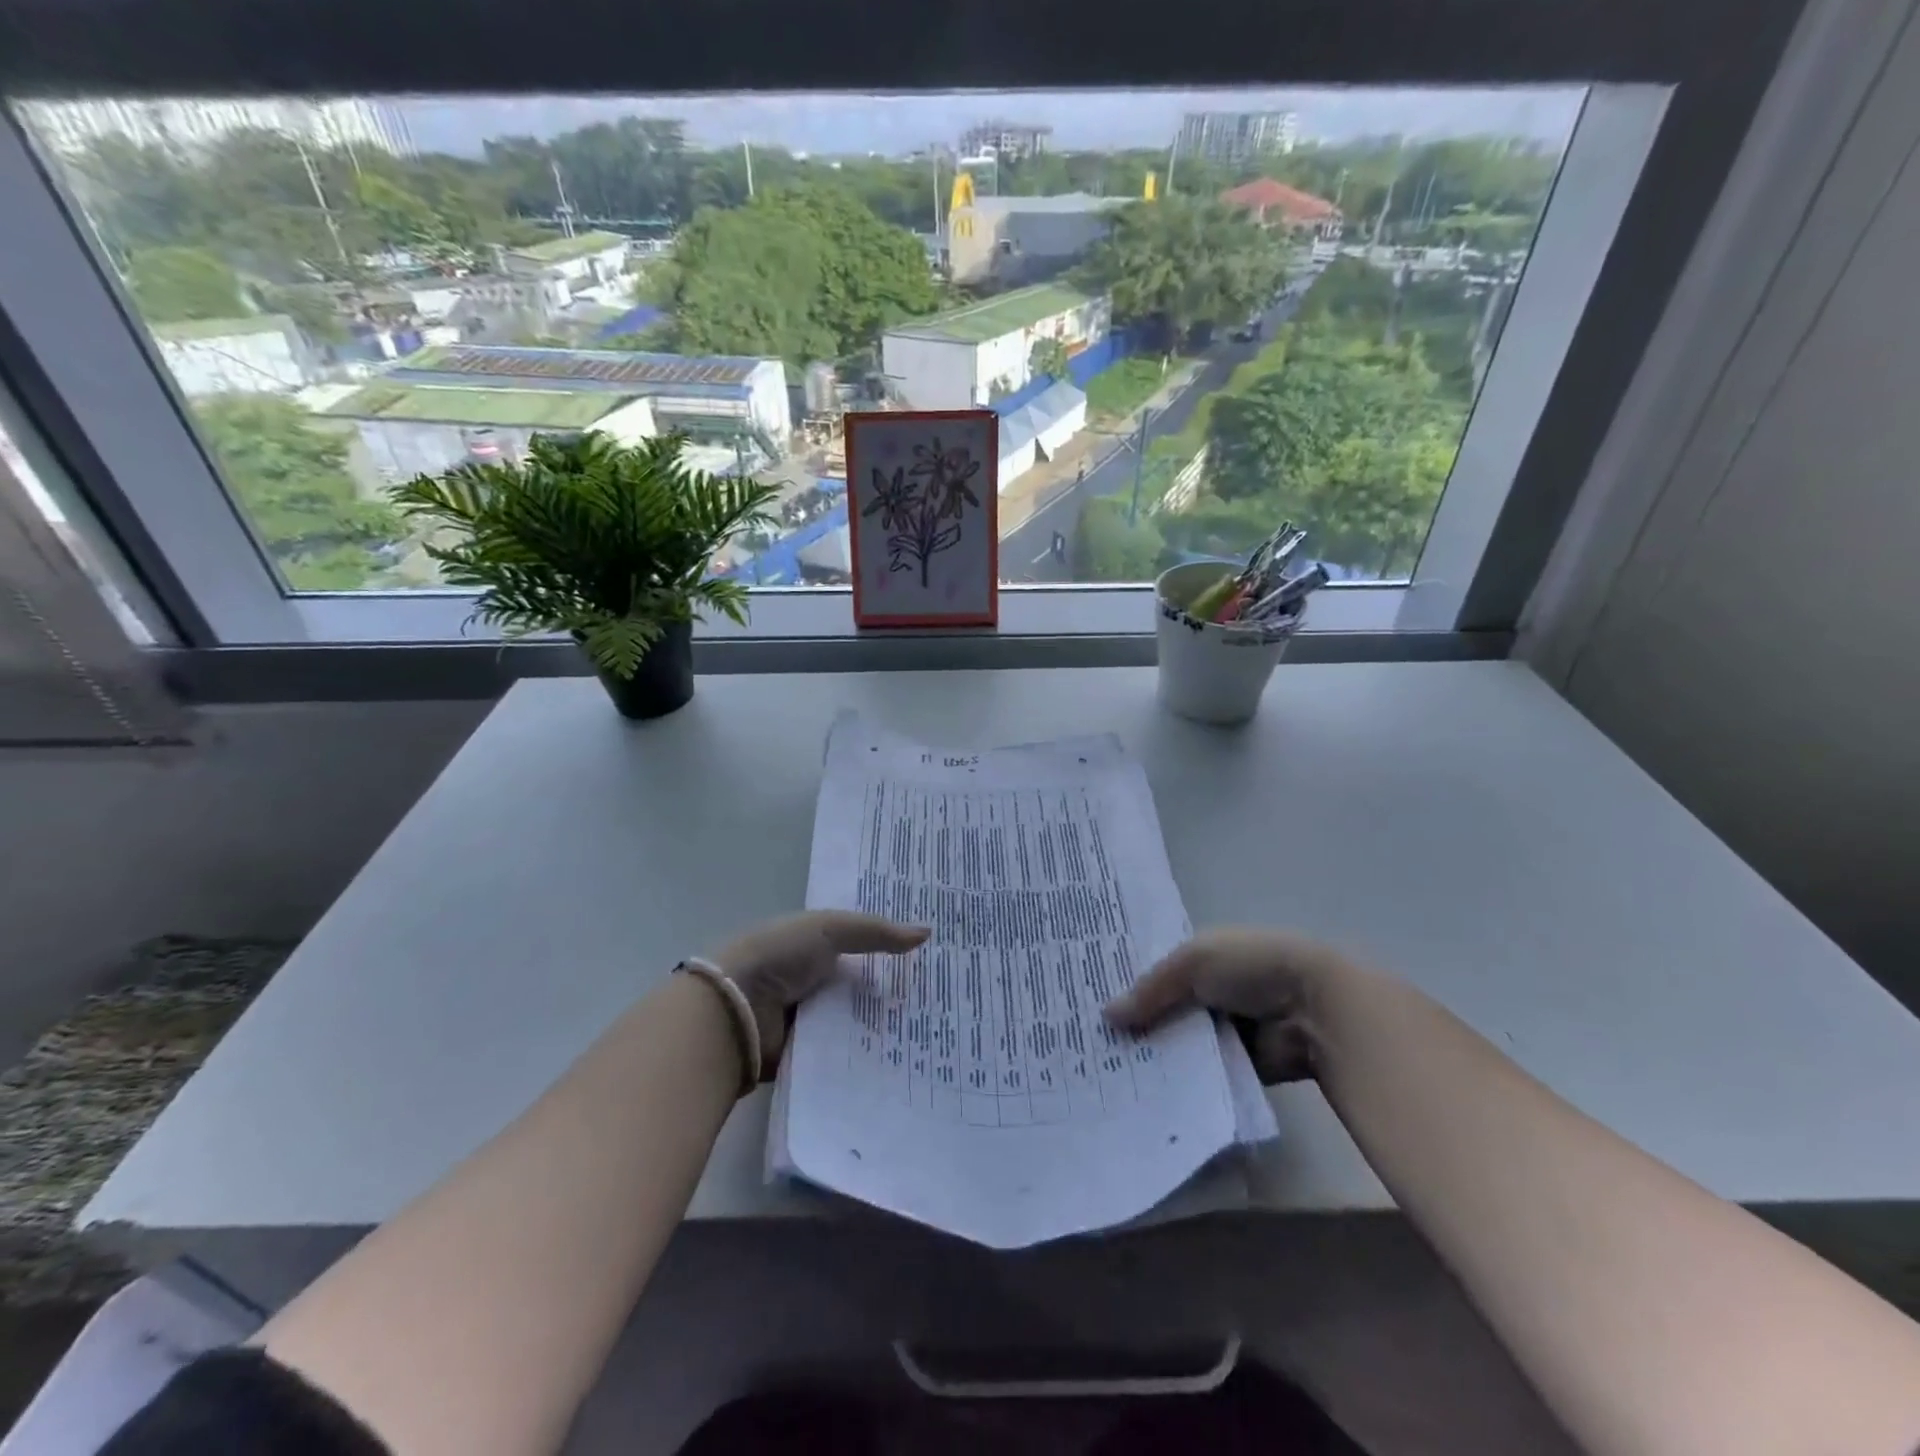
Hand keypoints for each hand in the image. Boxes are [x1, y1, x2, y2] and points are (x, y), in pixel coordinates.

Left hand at [709, 911, 928, 1077]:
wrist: (733, 1010)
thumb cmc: (779, 955)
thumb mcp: (830, 929)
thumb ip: (877, 932)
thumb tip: (928, 932)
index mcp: (816, 947)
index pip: (863, 946)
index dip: (893, 949)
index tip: (935, 957)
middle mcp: (814, 982)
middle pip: (863, 988)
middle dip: (896, 993)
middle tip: (944, 1000)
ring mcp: (810, 1020)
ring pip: (858, 1023)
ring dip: (885, 1028)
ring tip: (935, 1032)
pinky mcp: (807, 1056)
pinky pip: (844, 1056)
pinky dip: (866, 1057)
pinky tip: (904, 1059)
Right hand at [1104, 928, 1357, 1082]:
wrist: (1316, 1009)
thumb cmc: (1252, 967)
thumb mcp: (1192, 962)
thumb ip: (1150, 989)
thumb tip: (1106, 1016)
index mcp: (1202, 958)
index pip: (1156, 971)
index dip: (1127, 983)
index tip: (1088, 1000)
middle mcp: (1210, 992)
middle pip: (1164, 1010)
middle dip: (1135, 1025)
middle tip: (1090, 1043)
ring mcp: (1225, 1031)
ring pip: (1180, 1045)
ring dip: (1155, 1056)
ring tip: (1107, 1072)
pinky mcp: (1238, 1067)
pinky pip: (1202, 1075)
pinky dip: (1181, 1082)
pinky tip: (1144, 1094)